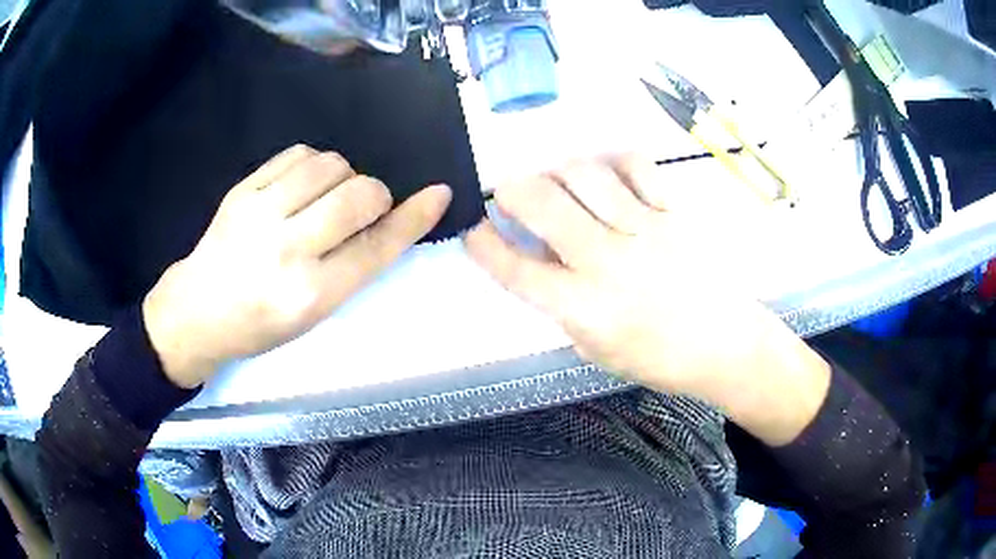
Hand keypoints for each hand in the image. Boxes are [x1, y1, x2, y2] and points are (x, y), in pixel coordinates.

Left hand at [143, 145, 451, 388]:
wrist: (198, 310)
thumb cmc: (260, 324)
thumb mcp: (313, 314)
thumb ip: (352, 266)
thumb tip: (390, 219)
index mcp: (309, 295)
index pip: (375, 248)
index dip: (412, 218)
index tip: (437, 193)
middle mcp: (286, 251)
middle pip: (359, 196)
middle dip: (374, 196)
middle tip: (360, 210)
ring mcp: (260, 214)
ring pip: (331, 165)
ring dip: (345, 176)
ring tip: (327, 197)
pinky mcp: (243, 190)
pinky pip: (298, 154)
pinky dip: (314, 164)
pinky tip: (303, 184)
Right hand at [464, 156, 829, 445]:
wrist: (727, 346)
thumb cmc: (660, 359)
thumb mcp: (597, 349)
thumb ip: (563, 305)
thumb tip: (540, 257)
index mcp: (584, 308)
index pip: (516, 269)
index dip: (484, 245)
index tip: (474, 228)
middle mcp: (608, 262)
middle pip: (542, 205)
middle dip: (511, 190)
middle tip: (509, 192)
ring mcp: (645, 230)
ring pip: (583, 175)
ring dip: (557, 171)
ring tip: (557, 181)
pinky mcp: (675, 213)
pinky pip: (636, 167)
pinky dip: (612, 162)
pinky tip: (607, 174)